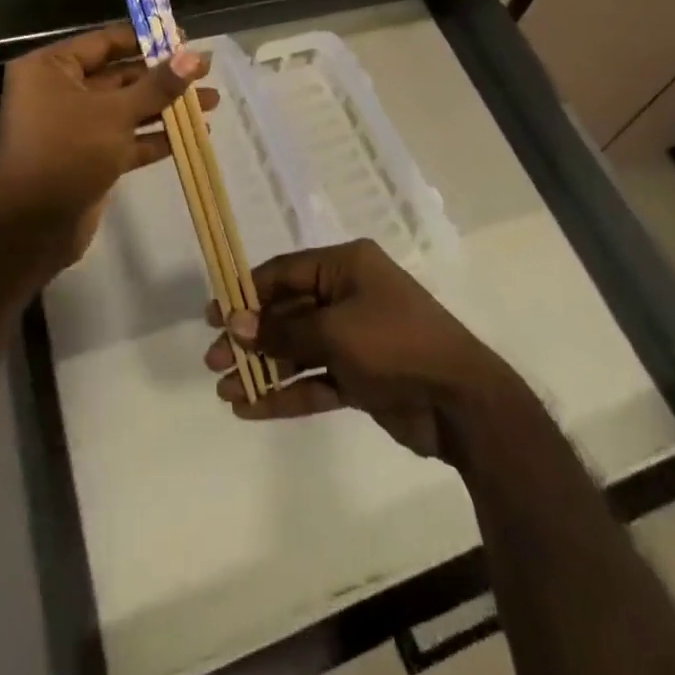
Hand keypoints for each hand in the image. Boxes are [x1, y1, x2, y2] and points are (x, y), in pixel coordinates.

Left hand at [0, 24, 214, 272]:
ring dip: (166, 106)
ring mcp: (74, 126)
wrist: (33, 227)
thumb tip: (193, 57)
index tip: (184, 39)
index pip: (105, 42)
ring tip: (211, 101)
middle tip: (206, 70)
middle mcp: (58, 91)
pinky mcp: (88, 156)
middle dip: (163, 76)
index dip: (146, 39)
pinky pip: (125, 138)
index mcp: (51, 68)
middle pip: (119, 75)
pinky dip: (155, 136)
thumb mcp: (115, 113)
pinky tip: (193, 134)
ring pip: (126, 108)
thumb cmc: (68, 152)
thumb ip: (157, 85)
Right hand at [204, 239, 518, 460]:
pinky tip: (251, 408)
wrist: (461, 402)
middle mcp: (348, 294)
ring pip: (298, 349)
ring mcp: (355, 337)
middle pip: (287, 311)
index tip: (213, 314)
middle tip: (213, 360)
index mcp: (346, 266)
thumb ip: (283, 330)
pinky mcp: (360, 376)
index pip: (285, 272)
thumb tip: (234, 323)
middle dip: (251, 336)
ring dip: (263, 368)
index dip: (246, 292)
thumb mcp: (334, 331)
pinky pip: (315, 379)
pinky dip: (286, 392)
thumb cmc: (395, 344)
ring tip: (225, 389)